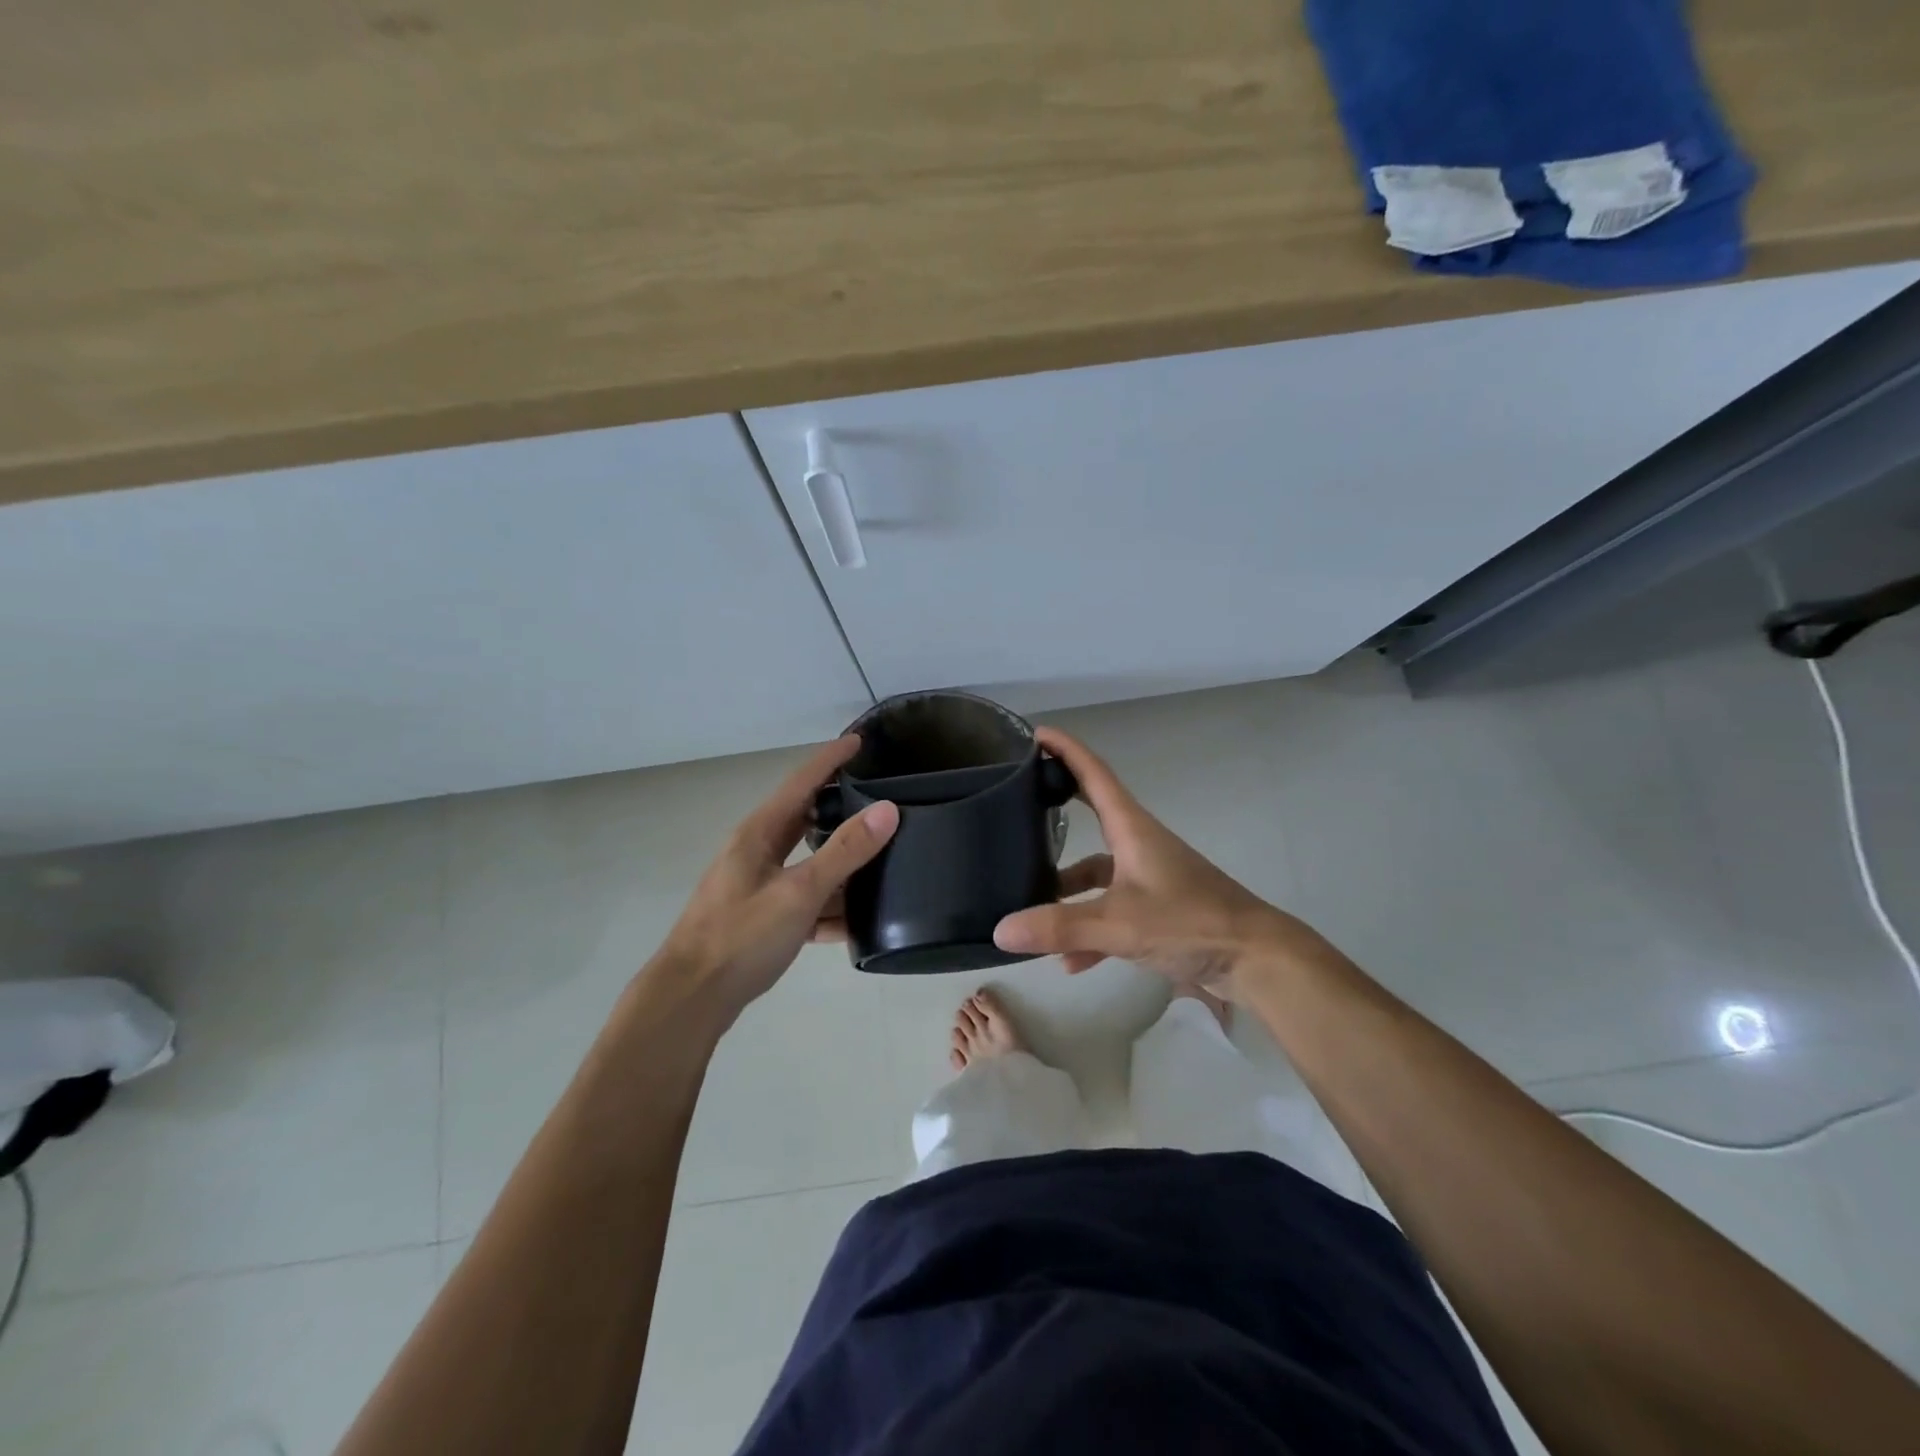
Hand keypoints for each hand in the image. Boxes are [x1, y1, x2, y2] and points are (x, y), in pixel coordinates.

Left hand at [649, 736, 897, 1021]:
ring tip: (881, 861)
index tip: (859, 740)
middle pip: (805, 820)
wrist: (691, 999)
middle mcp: (757, 852)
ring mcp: (757, 886)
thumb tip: (887, 810)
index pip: (801, 782)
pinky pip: (803, 901)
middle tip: (878, 799)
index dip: (830, 759)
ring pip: (808, 864)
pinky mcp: (760, 918)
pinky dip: (828, 907)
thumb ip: (844, 852)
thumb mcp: (799, 892)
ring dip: (840, 866)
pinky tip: (855, 923)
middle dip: (839, 808)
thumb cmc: (741, 937)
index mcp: (760, 833)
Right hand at [992, 727, 1319, 997]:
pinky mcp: (1158, 909)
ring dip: (1067, 892)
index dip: (1066, 750)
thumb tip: (1000, 929)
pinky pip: (1112, 911)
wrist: (1255, 959)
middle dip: (1057, 810)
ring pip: (1097, 874)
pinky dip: (1090, 931)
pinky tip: (1070, 962)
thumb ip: (1061, 927)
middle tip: (1018, 806)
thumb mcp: (1120, 924)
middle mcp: (1138, 845)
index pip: (1093, 774)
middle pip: (1091, 817)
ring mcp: (1149, 877)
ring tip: (1030, 909)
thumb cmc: (1190, 922)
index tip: (1037, 734)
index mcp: (1132, 829)